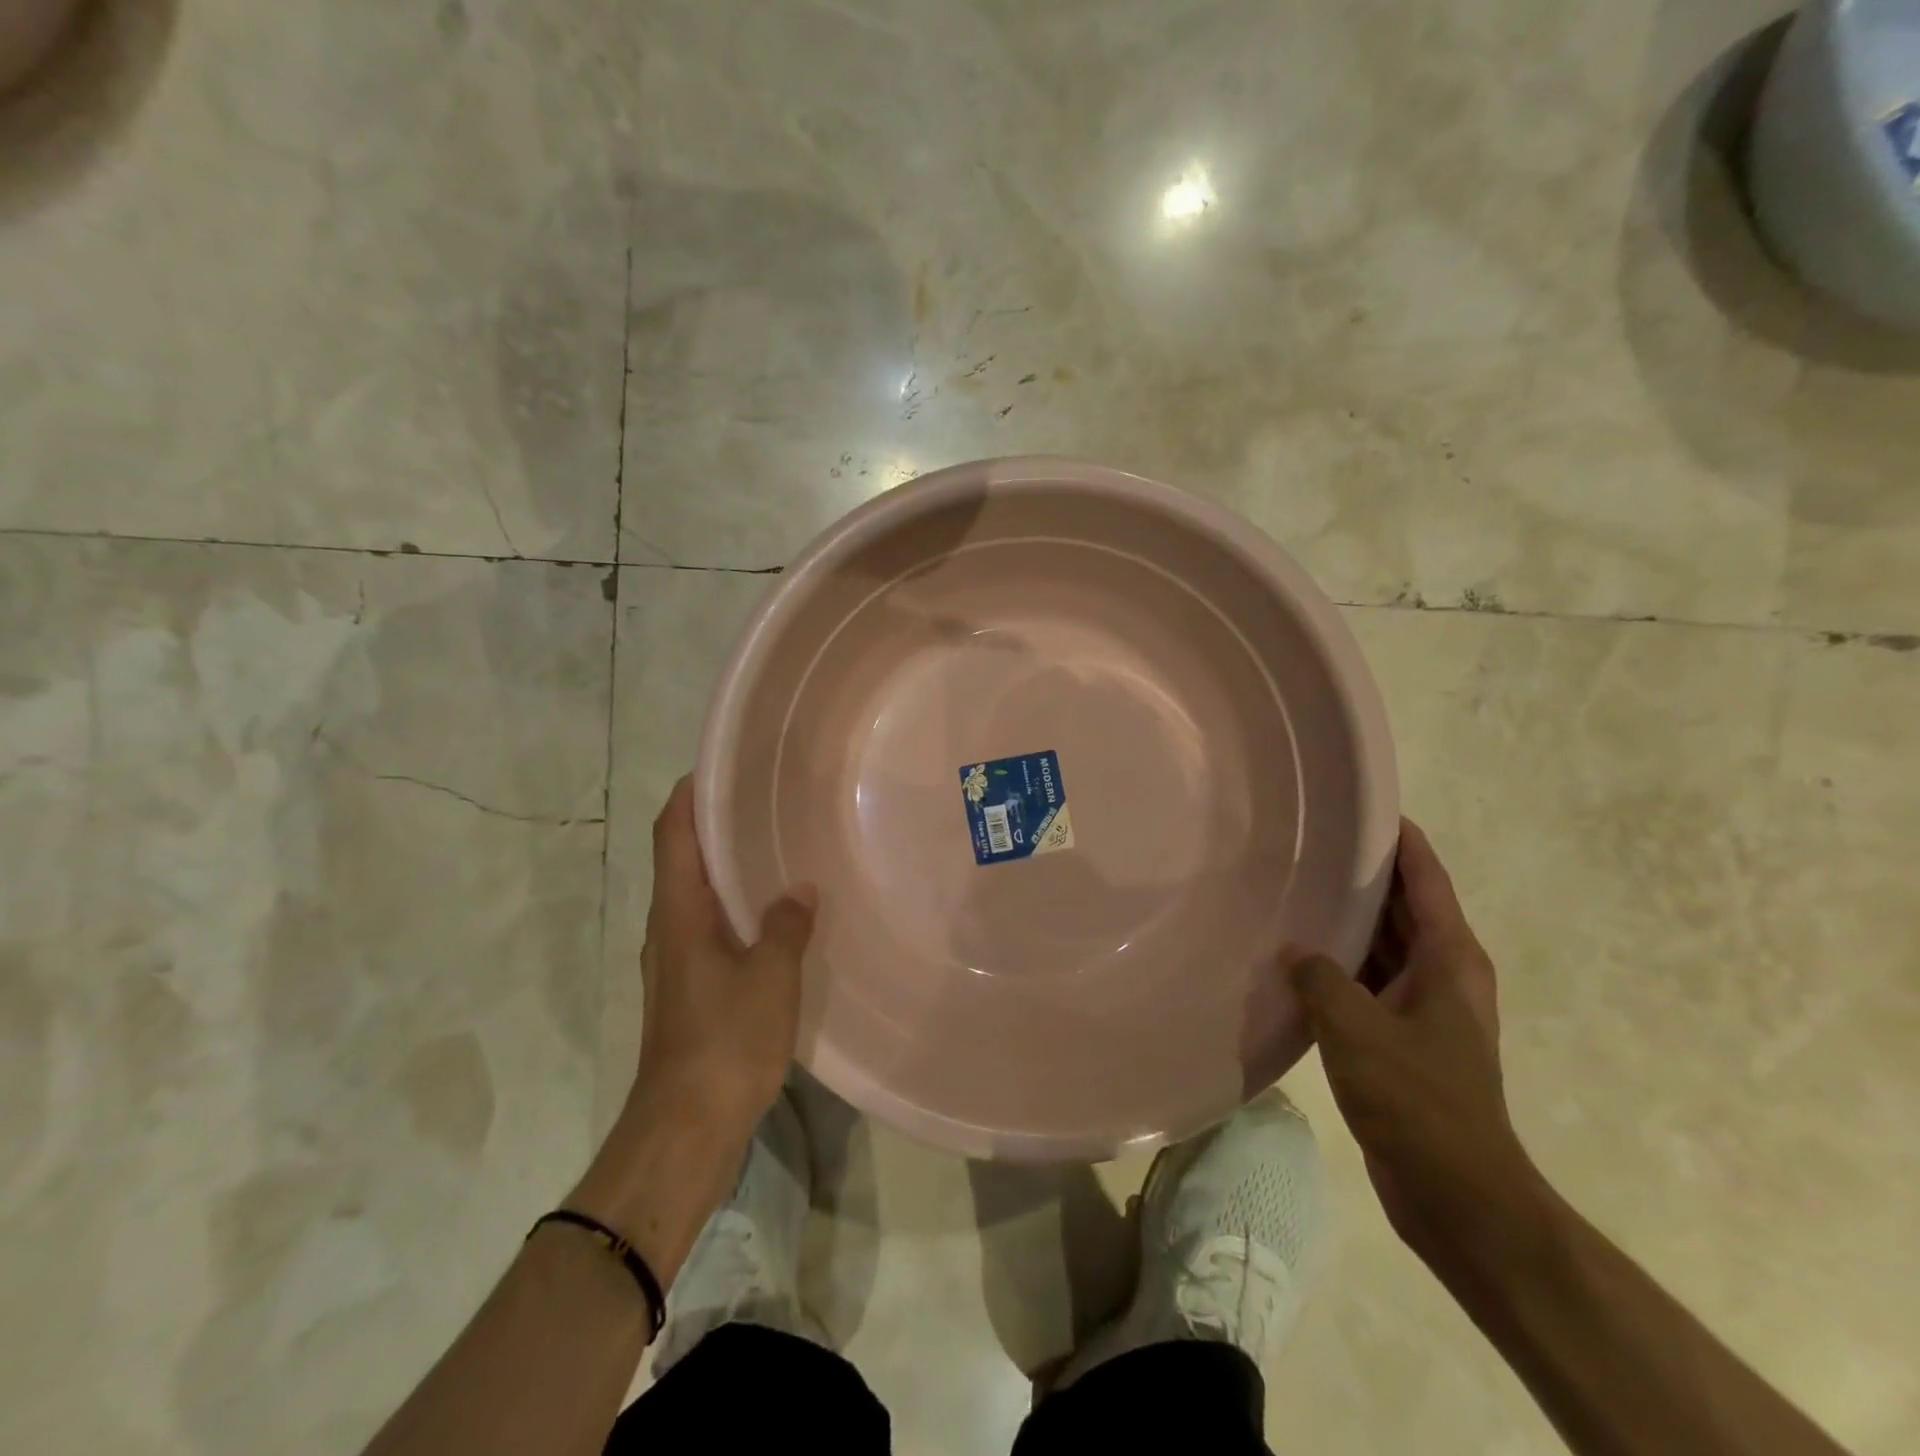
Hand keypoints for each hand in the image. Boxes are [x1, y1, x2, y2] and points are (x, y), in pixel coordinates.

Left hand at [629, 777, 816, 1146]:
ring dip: (727, 869)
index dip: (688, 796)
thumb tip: (800, 890)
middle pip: (683, 860)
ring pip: (698, 897)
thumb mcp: (769, 977)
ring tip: (776, 849)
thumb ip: (786, 926)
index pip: (673, 835)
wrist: (684, 1128)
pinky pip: (712, 929)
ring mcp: (676, 962)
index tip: (718, 766)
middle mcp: (668, 929)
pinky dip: (736, 908)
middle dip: (714, 826)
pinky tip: (775, 916)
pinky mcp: (690, 990)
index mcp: (678, 914)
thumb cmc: (724, 1042)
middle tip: (763, 801)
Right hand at [1288, 820, 1540, 1267]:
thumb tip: (1293, 950)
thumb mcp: (1357, 1029)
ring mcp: (1424, 1009)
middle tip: (1311, 843)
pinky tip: (1296, 960)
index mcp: (1450, 960)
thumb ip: (1319, 978)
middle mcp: (1443, 975)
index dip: (1402, 840)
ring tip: (1296, 889)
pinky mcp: (1403, 1040)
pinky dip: (1339, 965)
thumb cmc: (1418, 1100)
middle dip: (1366, 875)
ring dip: (1348, 922)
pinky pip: (1367, 983)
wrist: (1457, 1194)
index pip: (1427, 880)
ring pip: (1383, 946)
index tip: (1365, 806)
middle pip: (1405, 907)